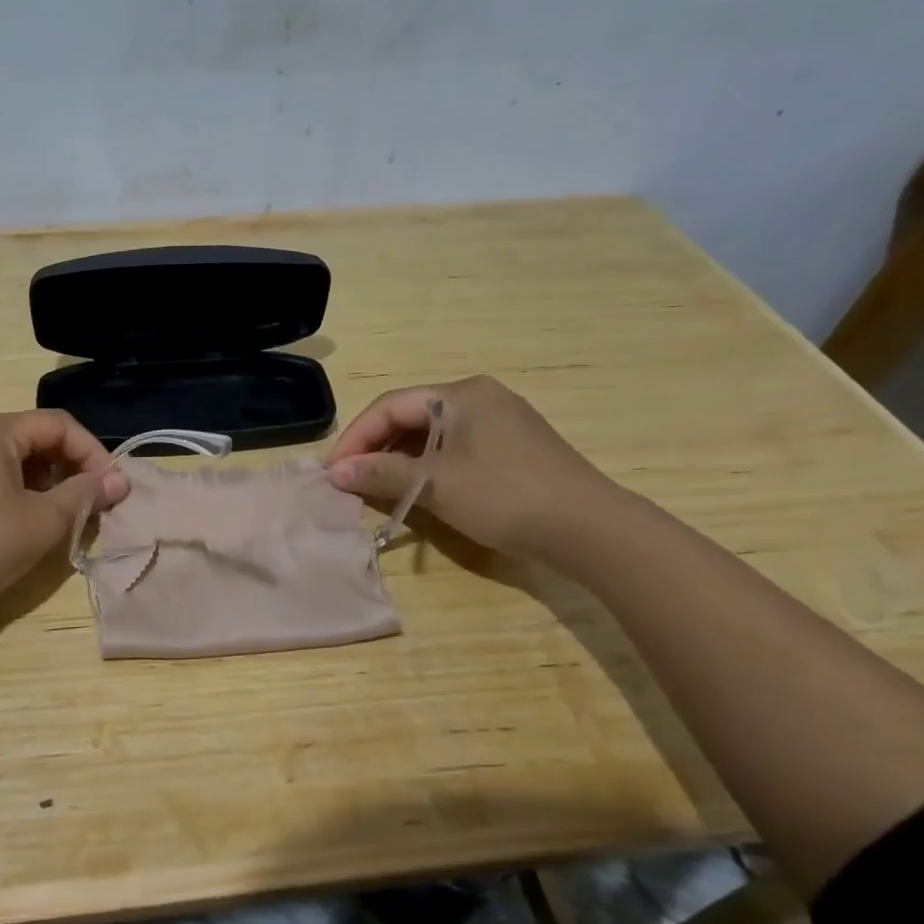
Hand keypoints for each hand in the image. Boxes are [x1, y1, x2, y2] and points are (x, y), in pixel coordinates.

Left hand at [0, 410, 127, 614]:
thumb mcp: (42, 522)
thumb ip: (84, 495)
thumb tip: (119, 480)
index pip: (59, 425)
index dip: (93, 452)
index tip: (112, 487)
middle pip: (31, 436)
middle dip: (67, 467)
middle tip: (88, 503)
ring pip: (6, 456)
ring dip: (40, 480)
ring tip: (56, 514)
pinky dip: (10, 488)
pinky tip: (16, 520)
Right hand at [325, 375, 616, 555]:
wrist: (590, 529)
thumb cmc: (505, 496)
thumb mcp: (436, 484)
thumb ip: (382, 473)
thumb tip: (335, 471)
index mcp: (461, 394)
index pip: (390, 406)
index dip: (356, 437)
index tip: (333, 470)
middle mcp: (480, 398)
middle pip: (411, 416)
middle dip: (376, 447)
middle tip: (350, 479)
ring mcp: (501, 422)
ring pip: (433, 434)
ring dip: (400, 459)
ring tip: (376, 486)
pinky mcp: (514, 448)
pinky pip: (455, 448)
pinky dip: (428, 466)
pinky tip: (417, 488)